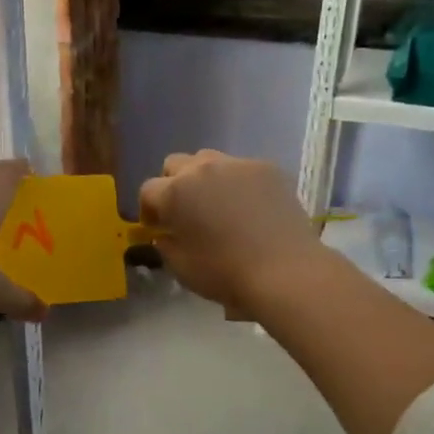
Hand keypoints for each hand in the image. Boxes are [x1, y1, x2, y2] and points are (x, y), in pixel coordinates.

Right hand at [137, 151, 327, 315]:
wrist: (285, 271)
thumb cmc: (224, 273)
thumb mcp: (180, 267)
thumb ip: (166, 244)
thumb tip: (166, 233)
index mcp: (174, 193)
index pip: (148, 190)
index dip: (148, 209)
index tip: (156, 227)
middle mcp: (202, 169)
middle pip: (175, 164)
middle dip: (173, 184)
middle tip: (184, 210)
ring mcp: (237, 165)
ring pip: (209, 160)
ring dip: (204, 178)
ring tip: (217, 204)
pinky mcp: (267, 168)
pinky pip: (242, 169)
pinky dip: (238, 183)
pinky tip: (249, 208)